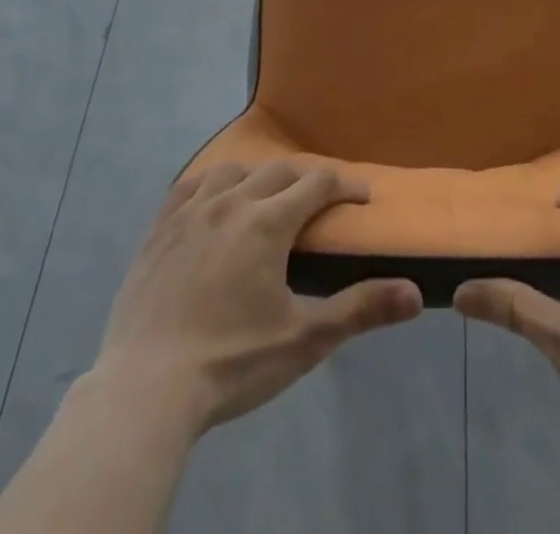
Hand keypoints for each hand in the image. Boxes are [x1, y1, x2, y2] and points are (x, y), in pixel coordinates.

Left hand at [90, 162, 422, 437]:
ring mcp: (190, 212)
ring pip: (231, 170)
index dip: (345, 185)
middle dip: (306, 178)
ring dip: (256, 176)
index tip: (362, 197)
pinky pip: (186, 187)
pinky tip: (211, 200)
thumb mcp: (304, 339)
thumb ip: (360, 309)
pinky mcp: (158, 230)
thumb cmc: (231, 362)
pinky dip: (208, 184)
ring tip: (264, 198)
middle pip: (278, 170)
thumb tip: (415, 293)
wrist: (144, 390)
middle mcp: (232, 202)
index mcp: (268, 221)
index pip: (318, 183)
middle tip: (319, 200)